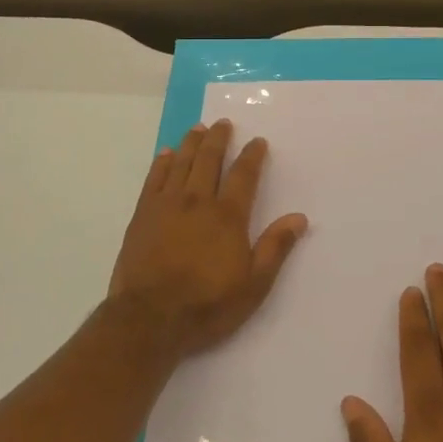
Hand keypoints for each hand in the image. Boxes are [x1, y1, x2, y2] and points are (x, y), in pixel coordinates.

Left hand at [108, 119, 308, 361]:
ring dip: (192, 143)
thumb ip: (275, 248)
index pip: (243, 176)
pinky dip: (162, 162)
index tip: (258, 141)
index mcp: (227, 216)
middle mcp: (197, 201)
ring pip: (181, 163)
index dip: (252, 156)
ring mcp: (166, 205)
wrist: (149, 318)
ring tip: (198, 128)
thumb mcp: (253, 285)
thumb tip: (299, 217)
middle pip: (209, 160)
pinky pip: (154, 178)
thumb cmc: (207, 305)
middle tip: (223, 123)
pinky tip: (167, 153)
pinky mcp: (143, 214)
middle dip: (219, 139)